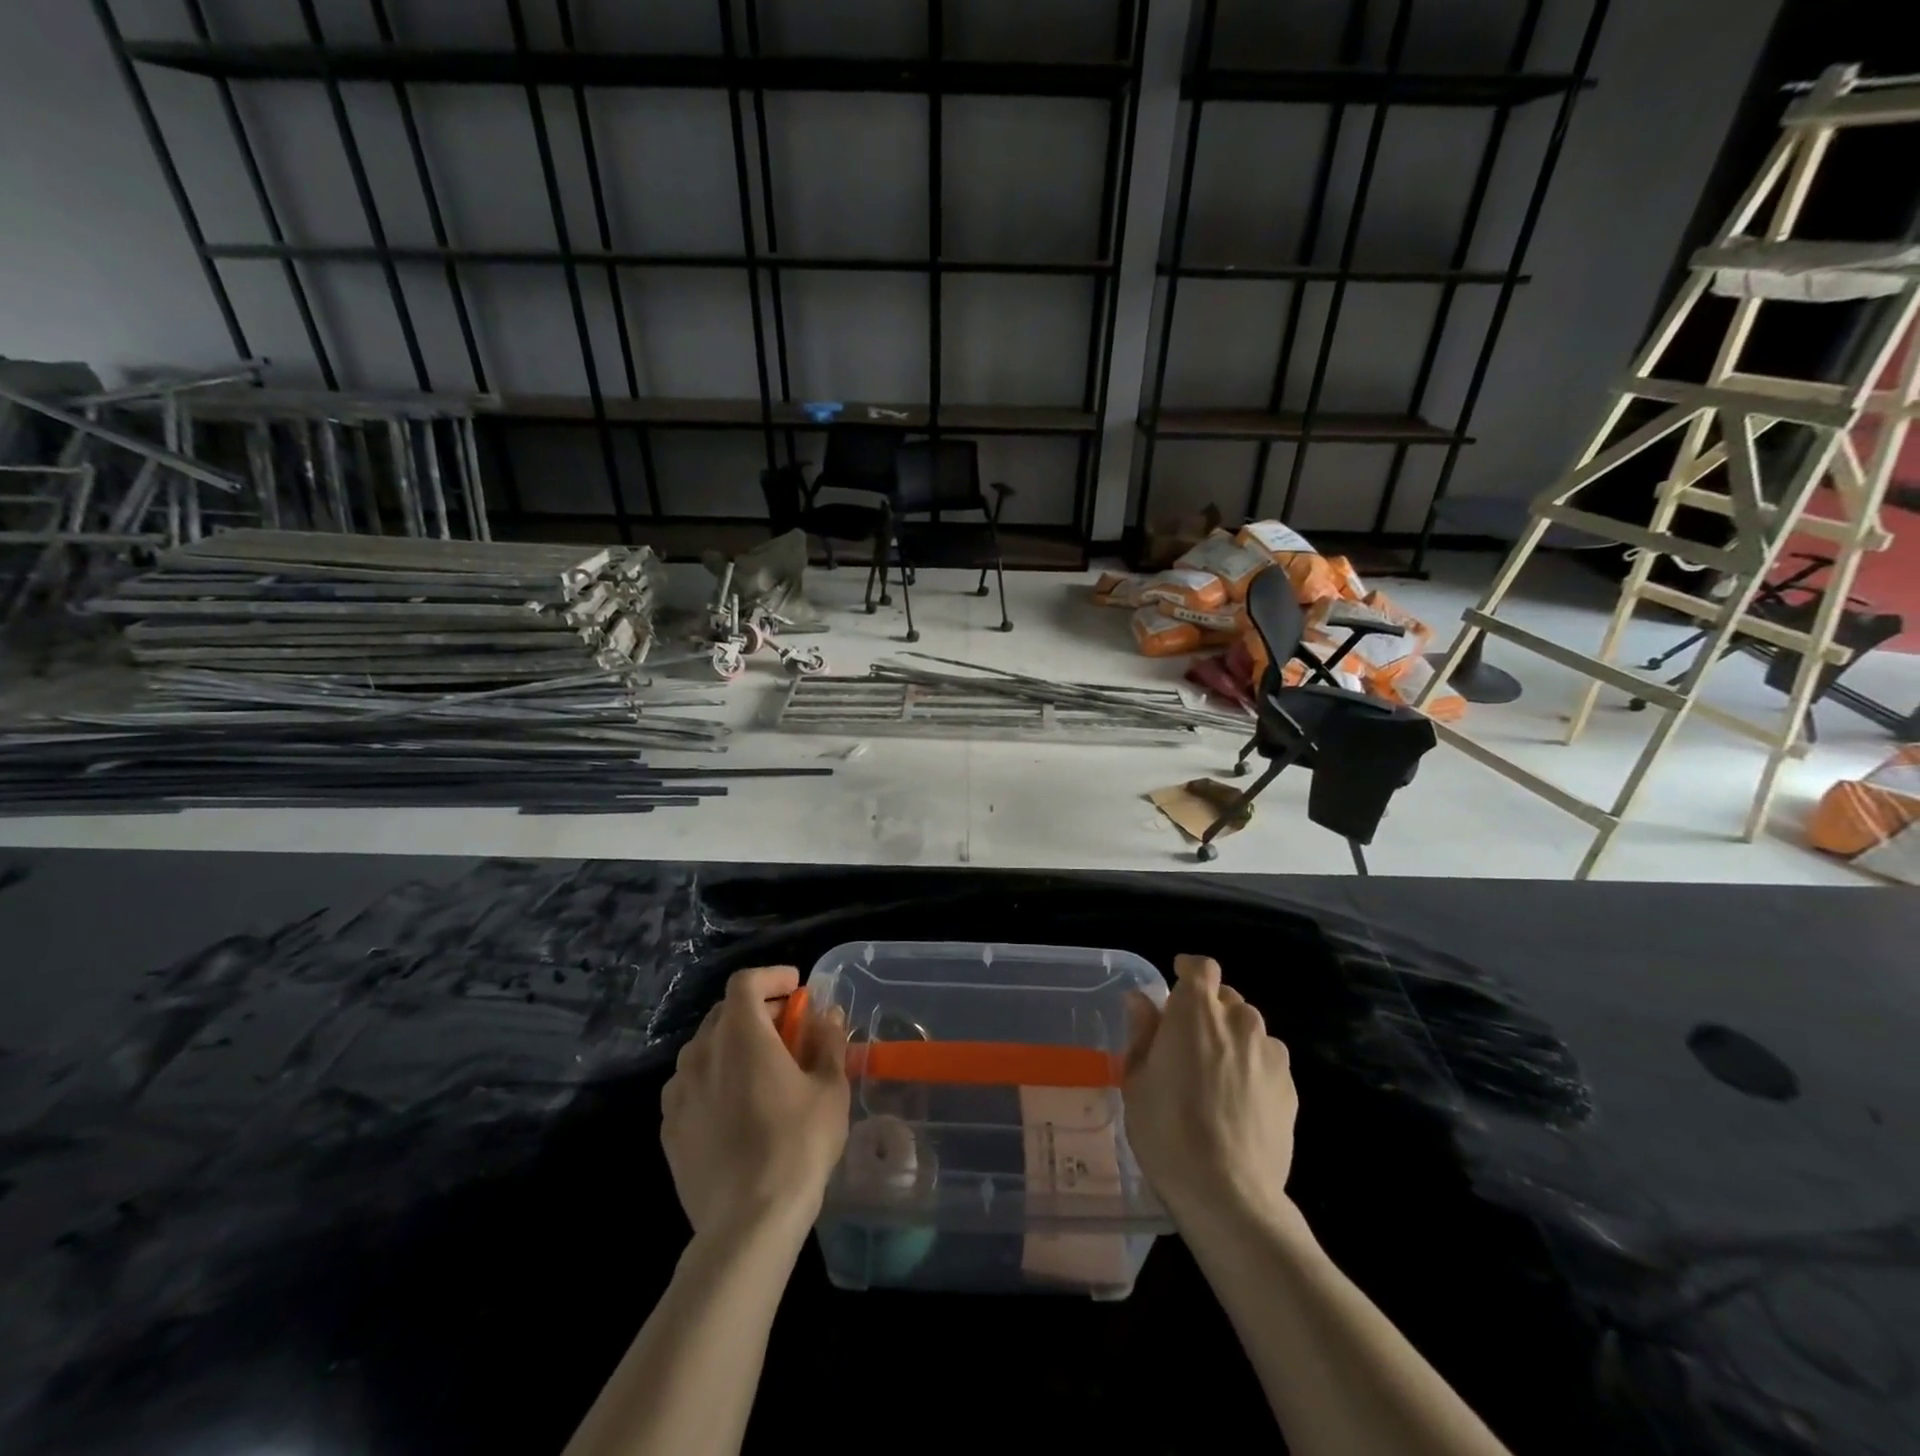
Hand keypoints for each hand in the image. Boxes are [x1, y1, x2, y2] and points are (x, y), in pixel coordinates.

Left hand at [662, 966, 849, 1237]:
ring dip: (734, 1044)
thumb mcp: (830, 1089)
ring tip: (763, 1069)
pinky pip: (692, 1085)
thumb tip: (827, 1015)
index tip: (797, 988)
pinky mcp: (669, 1128)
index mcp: (741, 1035)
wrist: (747, 1224)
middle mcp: (701, 1053)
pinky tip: (737, 1106)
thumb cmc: (797, 1145)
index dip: (772, 977)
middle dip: (758, 1010)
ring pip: (705, 1048)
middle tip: (789, 1029)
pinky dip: (715, 1078)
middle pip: (725, 1012)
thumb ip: (827, 1042)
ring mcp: (679, 1092)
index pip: (746, 982)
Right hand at [1122, 954, 1297, 1227]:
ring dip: (1233, 1039)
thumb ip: (1142, 1032)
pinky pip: (1268, 1062)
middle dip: (1209, 1010)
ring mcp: (1271, 1054)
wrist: (1228, 1193)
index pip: (1202, 968)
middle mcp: (1239, 1021)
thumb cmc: (1167, 1129)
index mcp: (1196, 1011)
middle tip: (1189, 1042)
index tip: (1177, 981)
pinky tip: (1240, 1102)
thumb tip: (1142, 1000)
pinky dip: (1254, 1067)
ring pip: (1250, 1030)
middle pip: (1227, 999)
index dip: (1190, 970)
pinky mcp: (1291, 1088)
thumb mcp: (1136, 1079)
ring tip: (1217, 1075)